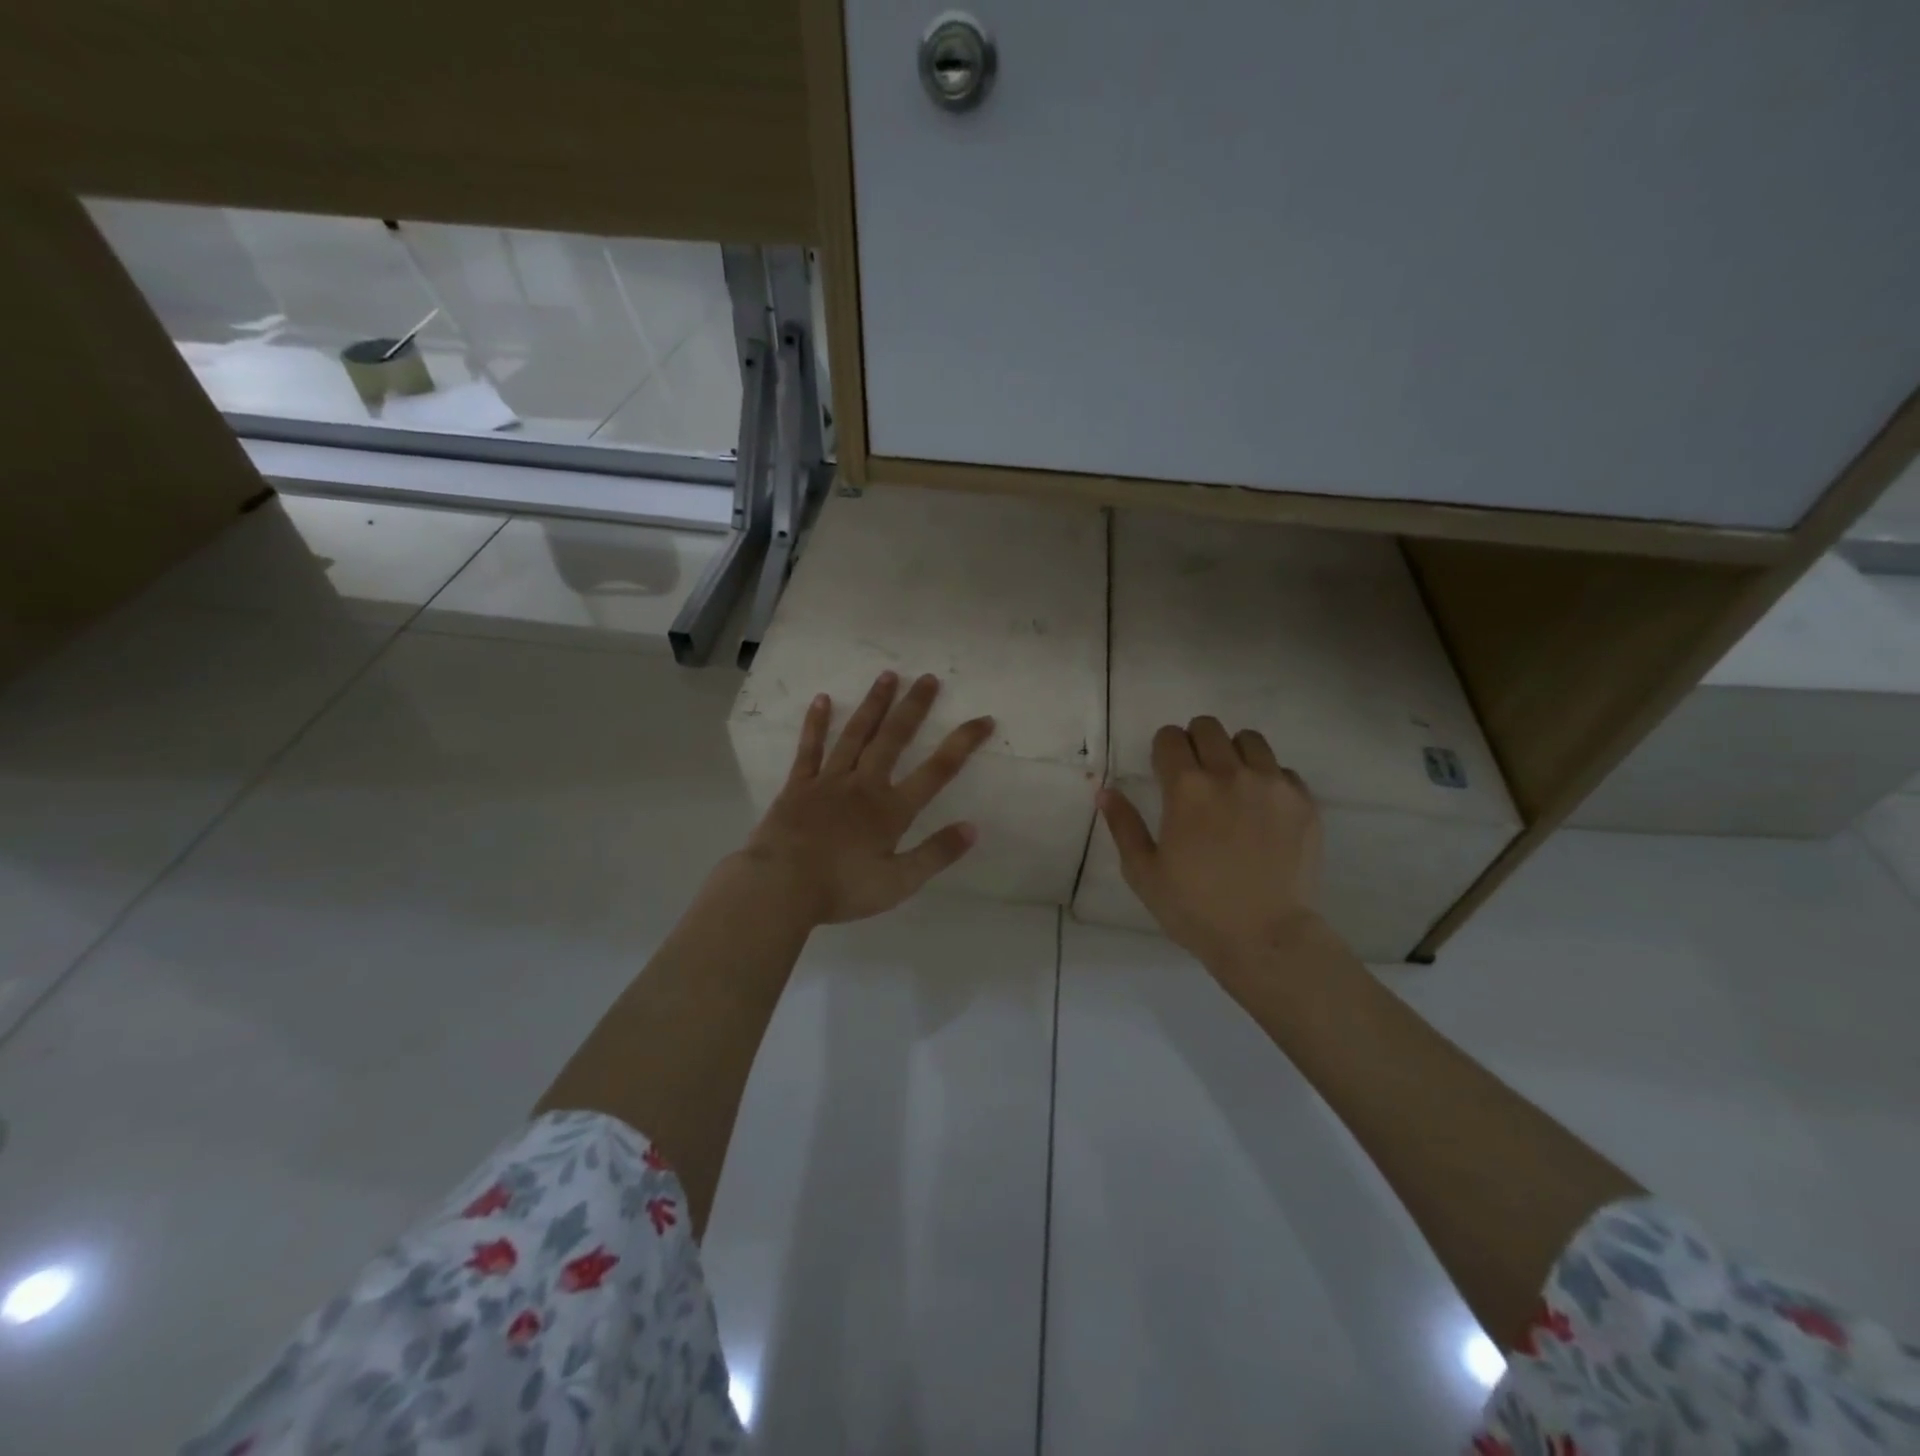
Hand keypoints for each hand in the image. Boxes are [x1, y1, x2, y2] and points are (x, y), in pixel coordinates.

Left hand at [741, 671, 994, 925]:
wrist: (779, 886)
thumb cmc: (842, 888)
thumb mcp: (899, 882)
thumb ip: (935, 854)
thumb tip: (973, 828)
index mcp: (890, 810)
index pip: (937, 771)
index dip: (962, 743)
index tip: (983, 719)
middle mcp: (863, 785)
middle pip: (894, 739)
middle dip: (913, 708)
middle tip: (929, 678)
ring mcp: (828, 781)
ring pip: (856, 735)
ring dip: (873, 705)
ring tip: (887, 676)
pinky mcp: (798, 786)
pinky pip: (810, 749)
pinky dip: (817, 724)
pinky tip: (823, 700)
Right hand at [1098, 716, 1321, 970]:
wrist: (1267, 938)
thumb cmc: (1195, 909)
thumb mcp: (1143, 872)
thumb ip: (1123, 825)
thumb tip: (1105, 791)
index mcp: (1186, 788)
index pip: (1170, 737)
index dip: (1162, 750)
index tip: (1164, 771)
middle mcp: (1230, 774)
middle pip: (1208, 727)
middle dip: (1195, 743)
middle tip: (1194, 776)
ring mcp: (1272, 785)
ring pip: (1249, 740)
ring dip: (1233, 753)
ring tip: (1231, 786)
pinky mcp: (1304, 801)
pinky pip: (1282, 770)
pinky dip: (1267, 779)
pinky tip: (1261, 810)